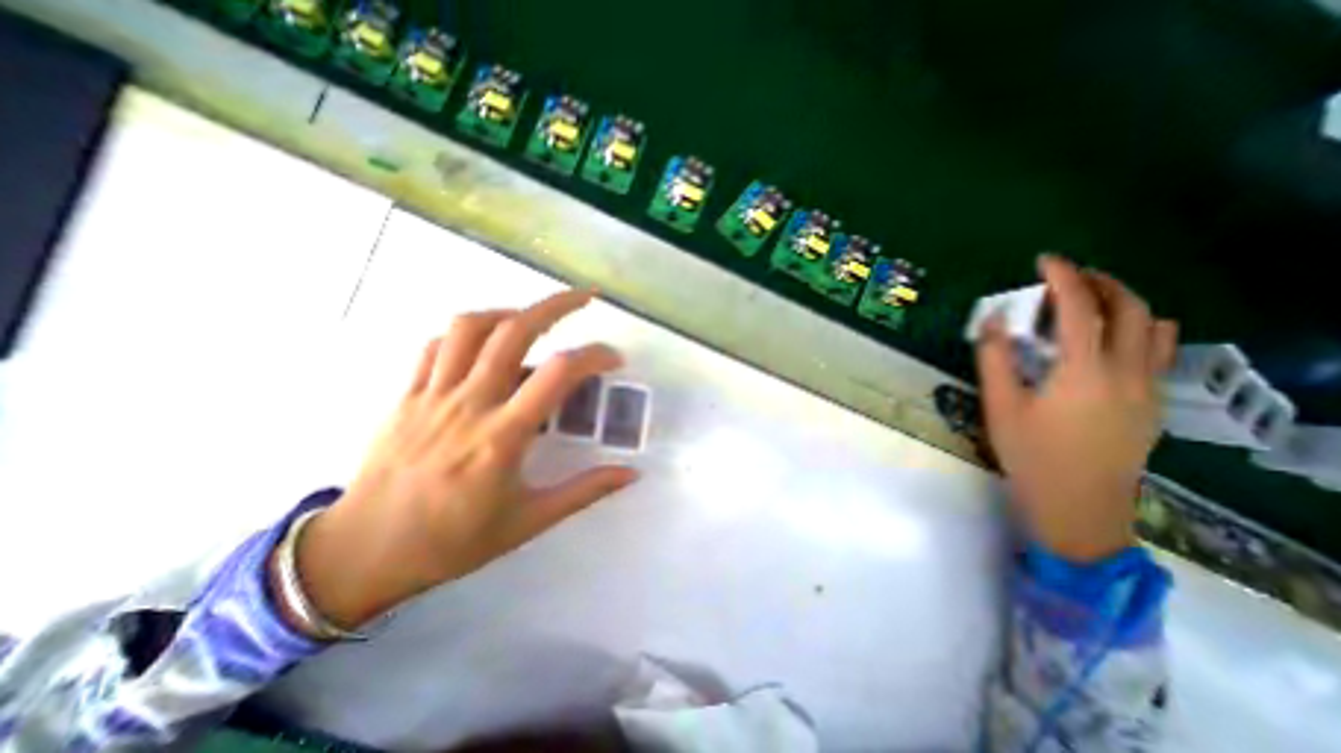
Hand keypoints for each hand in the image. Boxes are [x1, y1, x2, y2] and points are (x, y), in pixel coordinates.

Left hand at [286, 290, 638, 628]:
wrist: (363, 554)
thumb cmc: (453, 541)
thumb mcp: (529, 522)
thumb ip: (584, 492)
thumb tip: (631, 474)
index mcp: (503, 437)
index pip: (558, 374)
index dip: (594, 356)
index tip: (613, 359)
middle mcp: (469, 404)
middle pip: (514, 332)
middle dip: (556, 305)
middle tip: (584, 298)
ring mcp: (433, 395)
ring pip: (471, 327)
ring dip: (510, 312)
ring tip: (534, 318)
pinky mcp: (408, 395)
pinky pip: (437, 345)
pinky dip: (468, 333)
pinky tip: (486, 344)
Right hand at [977, 257, 1176, 562]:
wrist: (1078, 505)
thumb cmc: (1030, 454)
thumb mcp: (1000, 406)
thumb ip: (995, 359)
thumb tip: (993, 320)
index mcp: (1084, 372)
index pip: (1081, 309)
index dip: (1064, 278)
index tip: (1045, 260)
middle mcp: (1128, 372)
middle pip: (1131, 309)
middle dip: (1102, 283)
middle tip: (1068, 277)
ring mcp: (1148, 388)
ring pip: (1155, 328)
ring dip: (1124, 304)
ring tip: (1088, 305)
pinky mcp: (1153, 403)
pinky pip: (1157, 351)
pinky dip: (1136, 329)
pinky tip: (1105, 342)